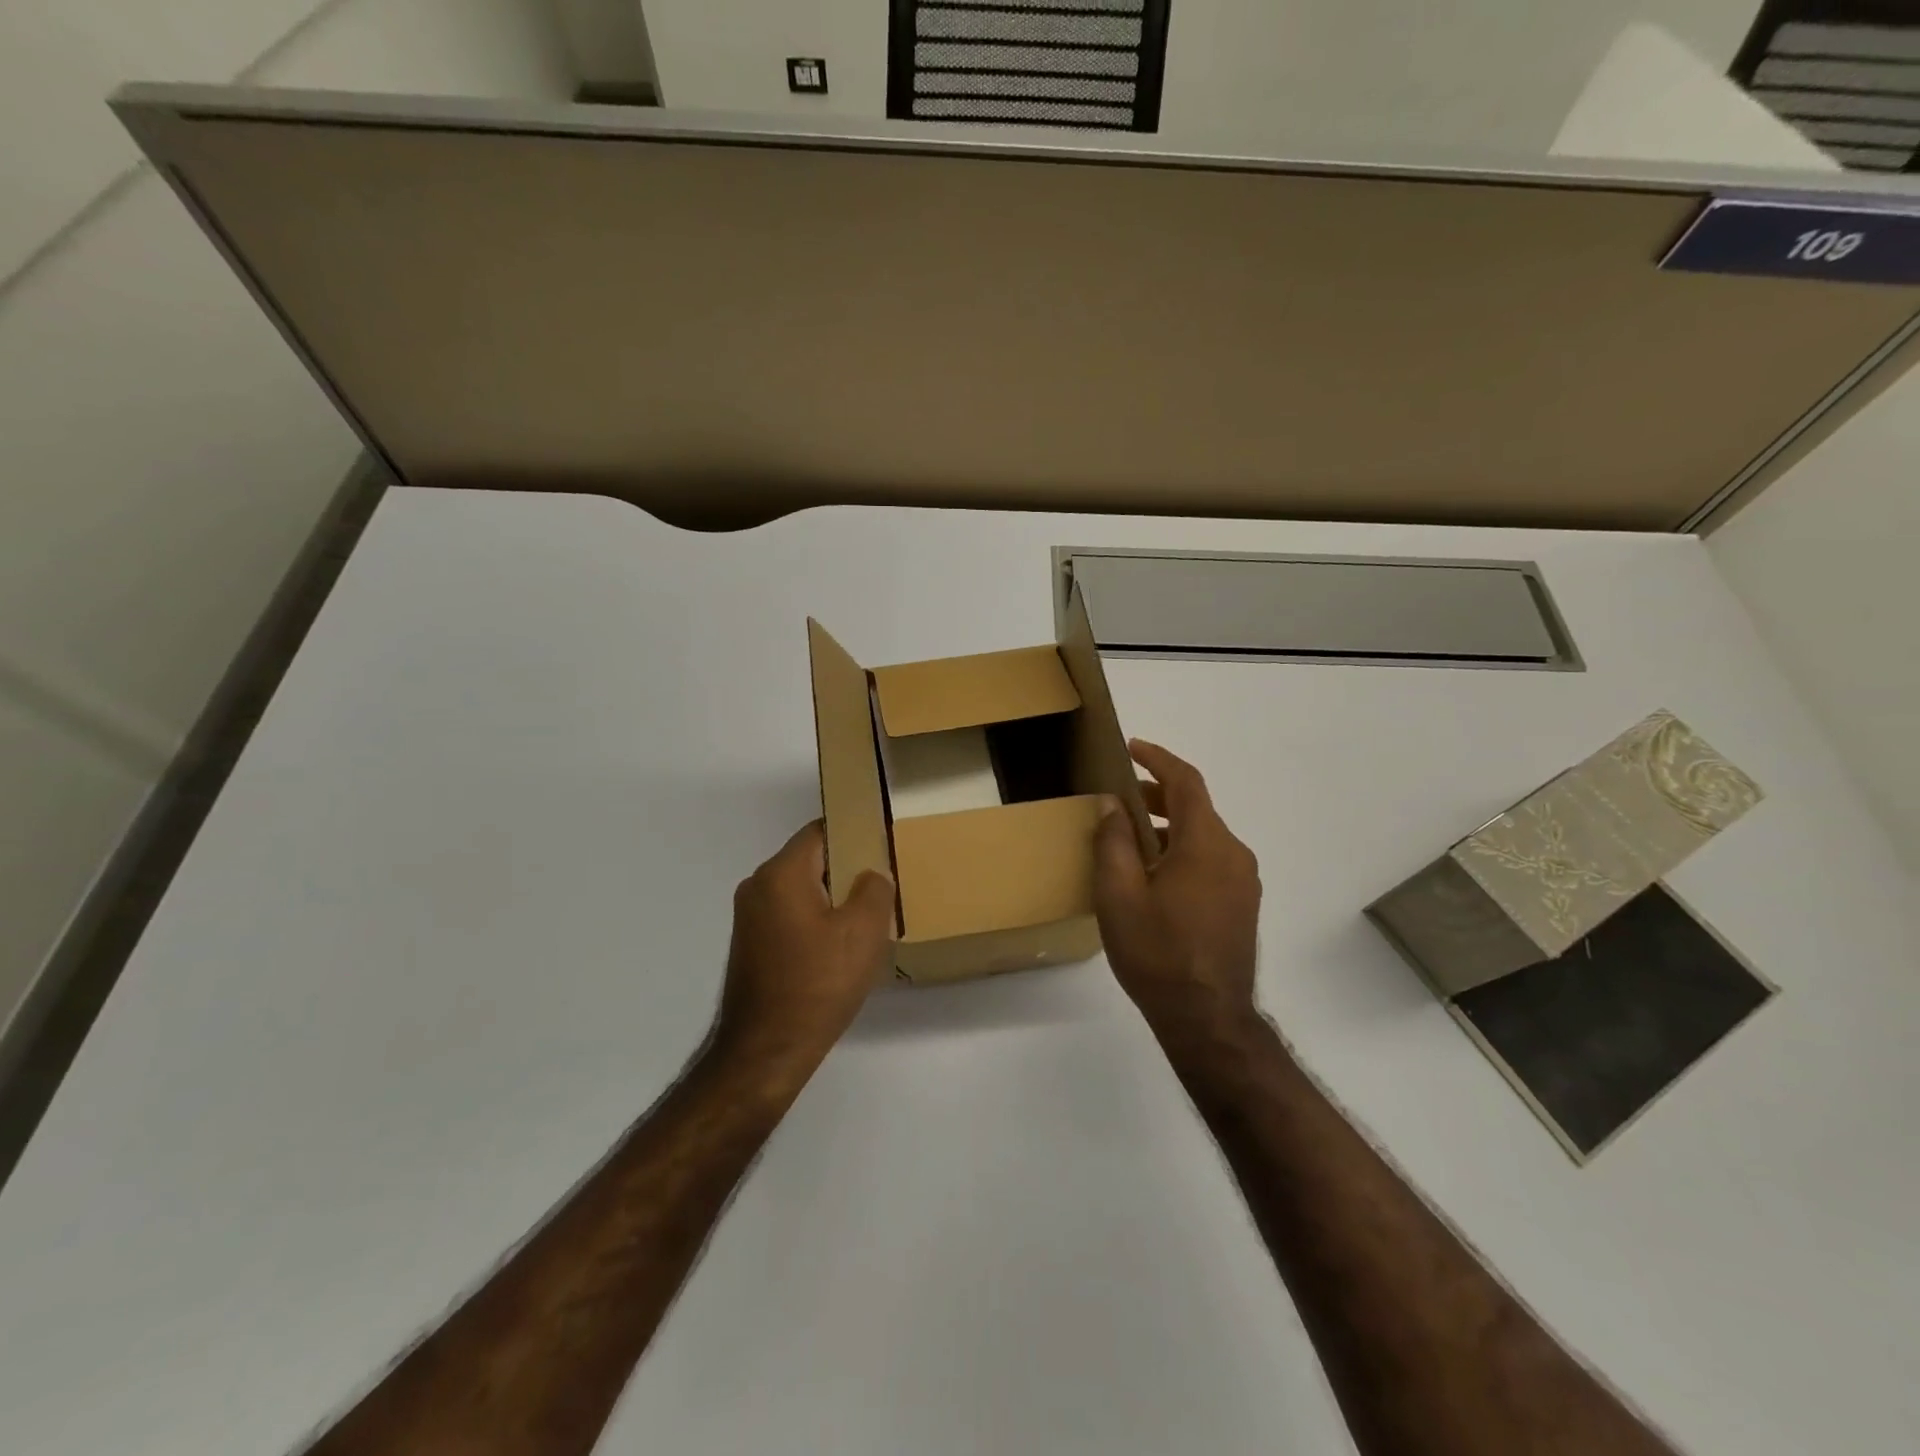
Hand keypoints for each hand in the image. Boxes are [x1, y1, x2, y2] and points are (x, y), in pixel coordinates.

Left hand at [716, 821, 895, 1075]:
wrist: (766, 1052)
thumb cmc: (818, 984)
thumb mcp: (864, 932)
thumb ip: (875, 889)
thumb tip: (871, 875)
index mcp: (781, 873)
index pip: (821, 831)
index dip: (855, 832)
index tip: (883, 845)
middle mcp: (758, 886)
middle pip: (811, 860)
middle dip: (847, 868)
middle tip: (883, 885)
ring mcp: (749, 917)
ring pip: (802, 890)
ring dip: (832, 898)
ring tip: (867, 918)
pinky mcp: (751, 945)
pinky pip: (790, 915)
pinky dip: (815, 920)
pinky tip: (839, 947)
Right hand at [1094, 741, 1262, 1045]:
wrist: (1208, 1019)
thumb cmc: (1157, 953)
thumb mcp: (1118, 894)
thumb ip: (1114, 841)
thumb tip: (1113, 805)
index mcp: (1206, 843)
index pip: (1186, 782)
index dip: (1158, 759)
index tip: (1131, 747)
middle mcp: (1233, 854)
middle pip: (1196, 808)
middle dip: (1157, 795)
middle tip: (1119, 797)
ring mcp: (1244, 882)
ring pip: (1203, 836)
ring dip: (1168, 826)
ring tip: (1129, 839)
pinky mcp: (1242, 904)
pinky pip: (1211, 860)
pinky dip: (1182, 851)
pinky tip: (1154, 875)